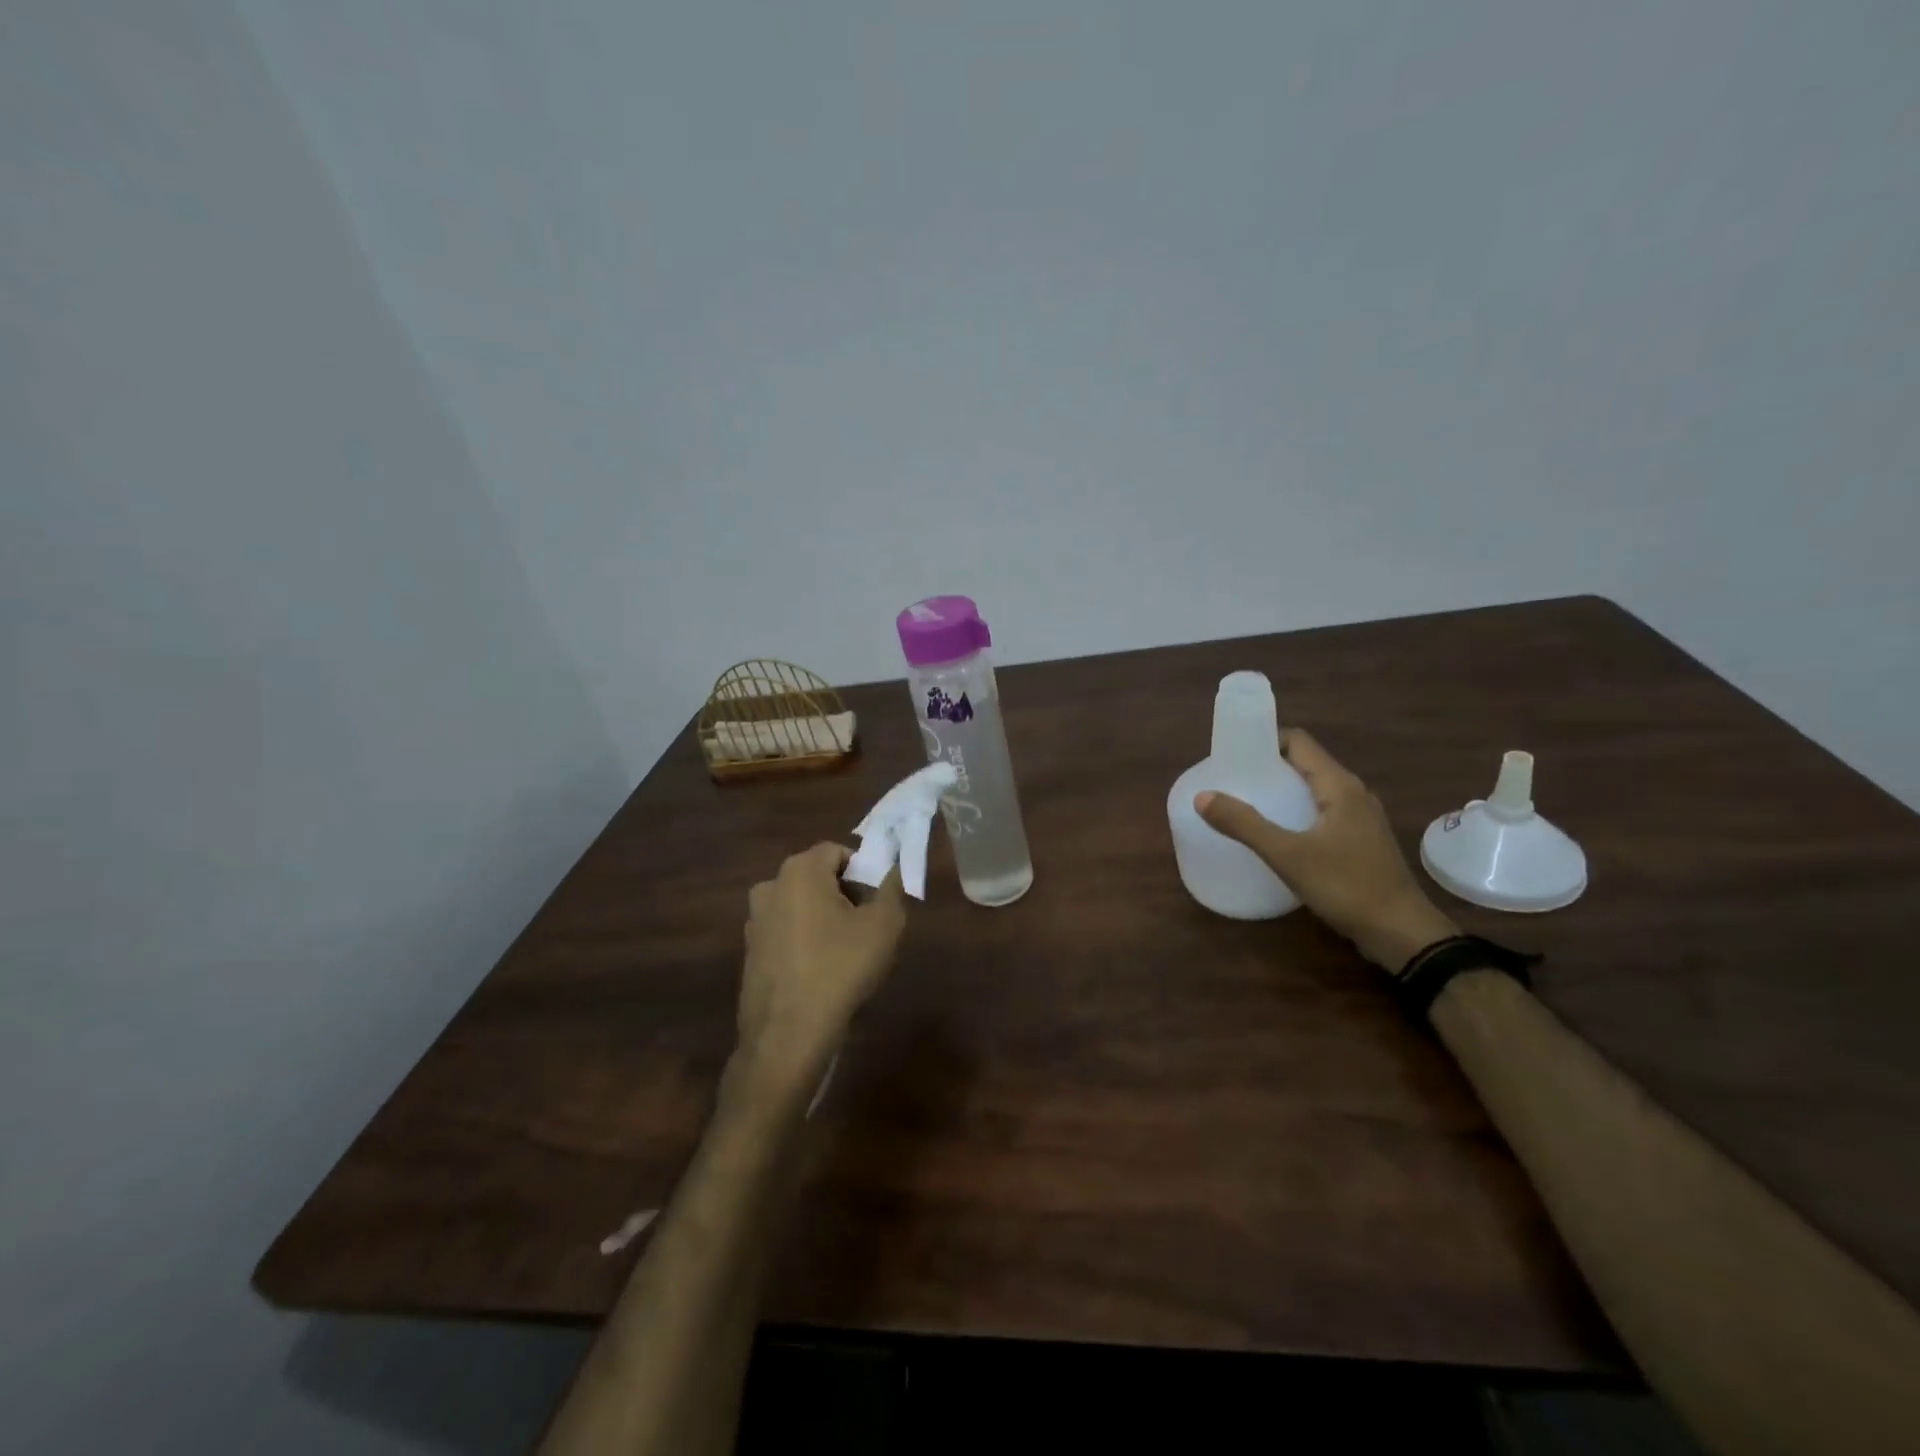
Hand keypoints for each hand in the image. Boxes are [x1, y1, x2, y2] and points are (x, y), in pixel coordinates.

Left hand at [737, 843, 907, 1086]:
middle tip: (867, 926)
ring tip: (847, 953)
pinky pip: (786, 934)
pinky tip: (822, 973)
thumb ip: (892, 888)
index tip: (878, 900)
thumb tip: (892, 870)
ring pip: (801, 906)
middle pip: (817, 877)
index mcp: (800, 871)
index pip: (838, 851)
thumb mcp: (884, 925)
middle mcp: (770, 887)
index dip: (863, 871)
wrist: (789, 1034)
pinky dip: (805, 942)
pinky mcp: (750, 953)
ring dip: (824, 919)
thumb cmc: (840, 968)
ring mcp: (755, 922)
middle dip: (845, 894)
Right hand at [1195, 728, 1458, 968]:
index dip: (1264, 739)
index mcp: (1339, 785)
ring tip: (1248, 802)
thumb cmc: (1346, 886)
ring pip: (1315, 788)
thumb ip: (1244, 824)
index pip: (1298, 741)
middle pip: (1305, 762)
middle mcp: (1354, 792)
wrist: (1402, 933)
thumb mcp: (1288, 856)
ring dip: (1283, 788)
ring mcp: (1362, 817)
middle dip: (1268, 765)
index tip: (1232, 753)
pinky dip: (1297, 810)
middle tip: (1232, 779)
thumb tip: (1202, 796)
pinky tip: (1279, 832)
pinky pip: (1324, 810)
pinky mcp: (1362, 839)